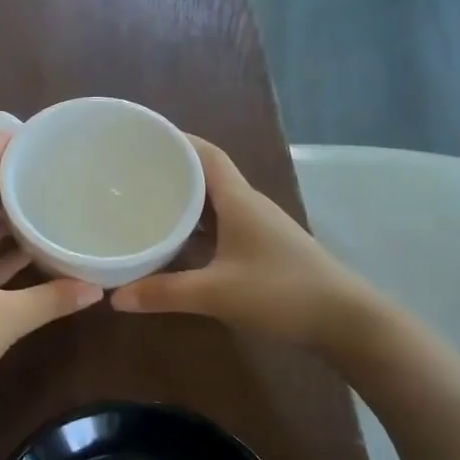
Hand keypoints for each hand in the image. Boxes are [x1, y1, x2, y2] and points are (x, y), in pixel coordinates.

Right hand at [110, 136, 376, 353]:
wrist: (345, 321)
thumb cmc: (282, 292)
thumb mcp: (216, 293)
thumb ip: (164, 293)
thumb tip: (114, 297)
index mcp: (239, 200)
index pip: (207, 155)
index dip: (177, 141)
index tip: (143, 138)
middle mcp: (249, 206)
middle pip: (207, 176)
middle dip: (171, 171)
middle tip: (131, 174)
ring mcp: (258, 228)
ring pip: (214, 204)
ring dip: (184, 201)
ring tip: (144, 203)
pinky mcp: (262, 250)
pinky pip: (221, 227)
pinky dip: (196, 228)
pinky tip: (175, 243)